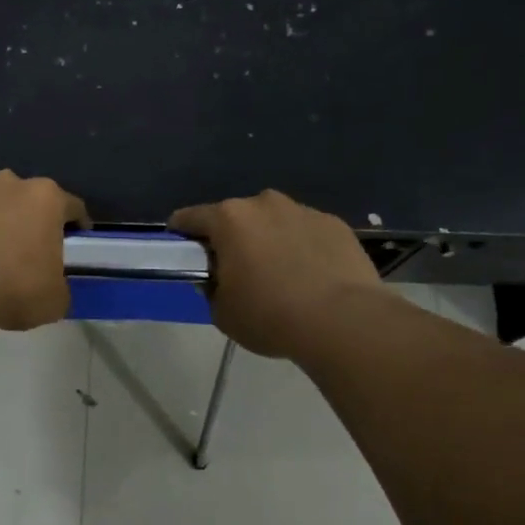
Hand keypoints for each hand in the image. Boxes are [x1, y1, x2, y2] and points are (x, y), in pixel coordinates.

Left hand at [0, 171, 88, 332]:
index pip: (72, 206)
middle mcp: (9, 183)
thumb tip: (51, 285)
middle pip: (27, 198)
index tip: (76, 239)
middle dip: (29, 218)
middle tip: (27, 250)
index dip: (76, 223)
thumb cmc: (13, 290)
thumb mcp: (55, 300)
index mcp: (46, 199)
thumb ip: (59, 285)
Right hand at [169, 190, 382, 358]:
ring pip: (274, 222)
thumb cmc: (270, 316)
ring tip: (279, 275)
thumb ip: (211, 288)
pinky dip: (302, 247)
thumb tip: (218, 277)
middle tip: (236, 270)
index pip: (190, 217)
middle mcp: (264, 204)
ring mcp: (303, 210)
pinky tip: (310, 276)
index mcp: (229, 219)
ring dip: (269, 240)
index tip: (182, 251)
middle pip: (236, 217)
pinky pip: (306, 232)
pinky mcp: (335, 224)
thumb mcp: (222, 313)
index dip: (181, 234)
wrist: (343, 321)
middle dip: (231, 238)